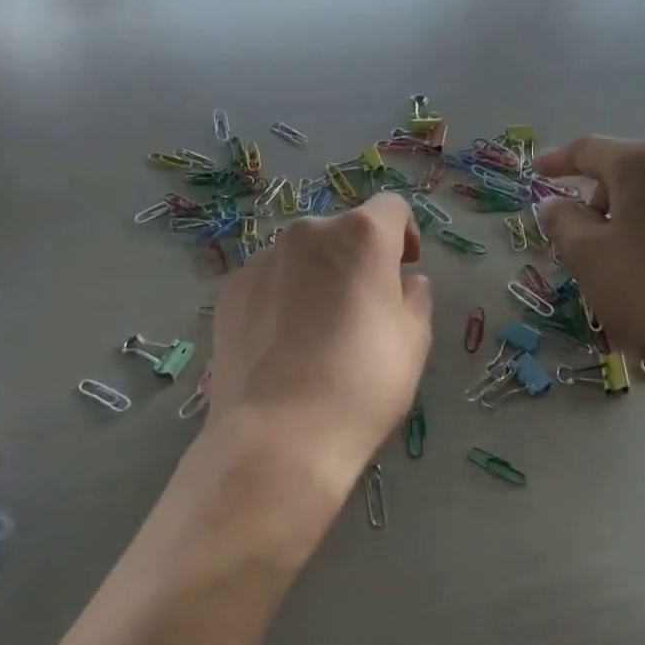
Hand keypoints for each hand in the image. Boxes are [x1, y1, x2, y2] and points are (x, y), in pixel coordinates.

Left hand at [201, 194, 432, 535]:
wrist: (279, 436)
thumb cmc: (363, 384)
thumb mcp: (413, 342)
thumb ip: (415, 299)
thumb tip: (408, 283)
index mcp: (361, 235)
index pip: (390, 208)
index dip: (404, 235)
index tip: (404, 271)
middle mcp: (307, 233)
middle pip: (342, 233)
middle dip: (357, 260)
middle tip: (363, 311)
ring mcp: (261, 260)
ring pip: (301, 258)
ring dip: (317, 278)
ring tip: (317, 334)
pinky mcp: (230, 291)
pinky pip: (268, 282)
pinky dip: (281, 298)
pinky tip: (283, 346)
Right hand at [535, 137, 644, 392]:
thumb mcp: (587, 255)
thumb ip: (562, 221)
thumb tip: (556, 204)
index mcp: (644, 162)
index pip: (588, 151)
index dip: (556, 162)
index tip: (535, 173)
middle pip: (624, 174)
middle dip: (597, 203)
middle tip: (582, 244)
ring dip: (629, 221)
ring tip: (623, 265)